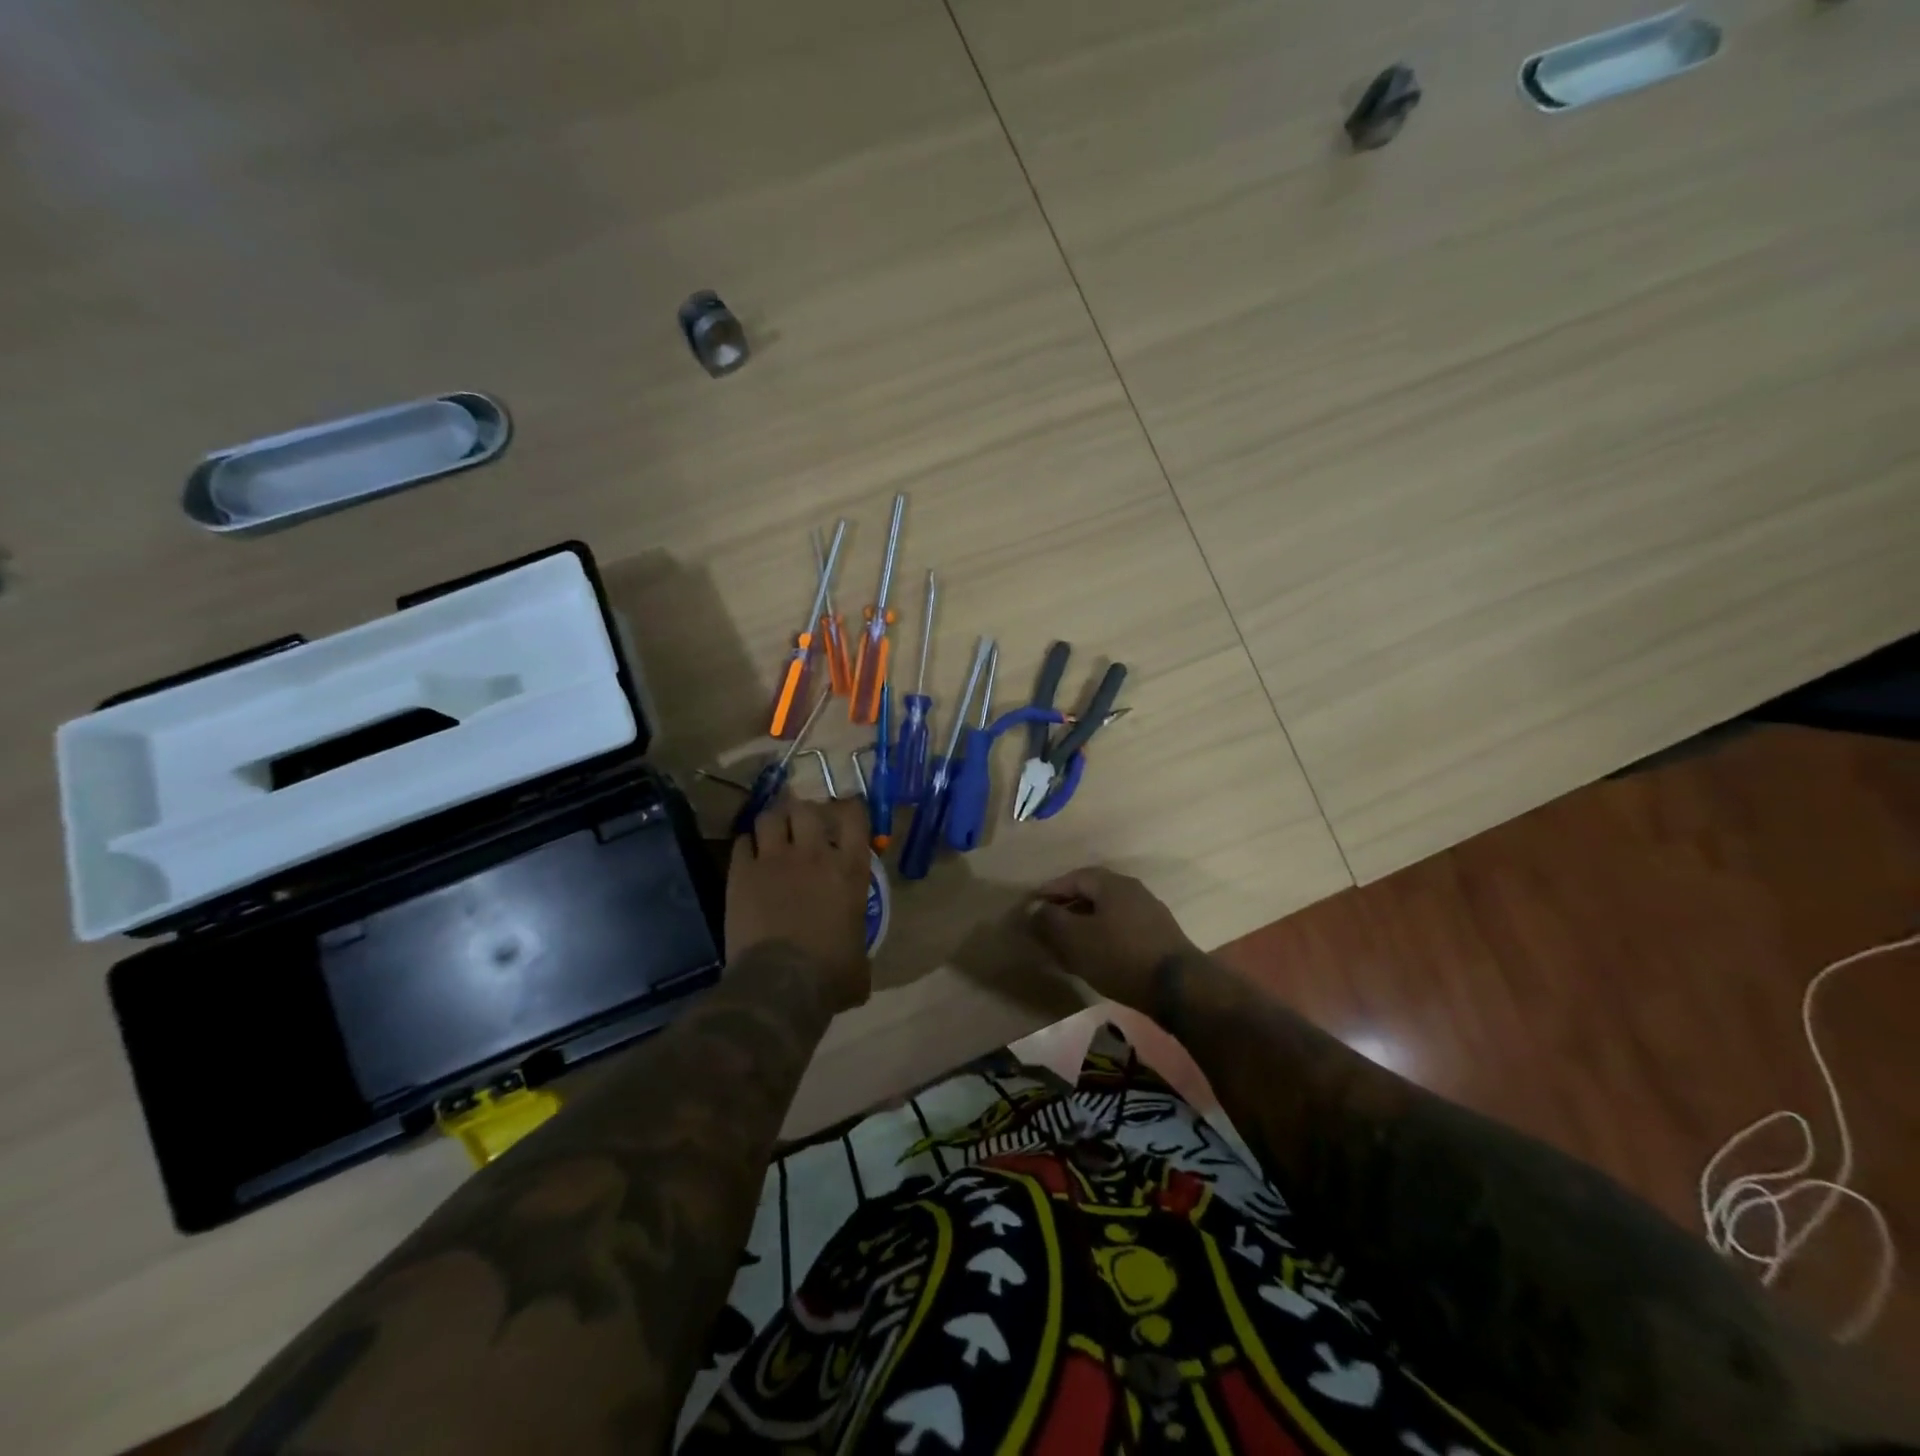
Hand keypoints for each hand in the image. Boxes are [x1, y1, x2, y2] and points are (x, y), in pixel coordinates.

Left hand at [726, 793, 872, 1014]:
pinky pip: (742, 842)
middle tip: (803, 825)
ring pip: (770, 817)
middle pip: (807, 809)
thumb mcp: (860, 958)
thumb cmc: (830, 975)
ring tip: (774, 832)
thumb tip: (855, 957)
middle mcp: (814, 854)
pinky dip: (747, 845)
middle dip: (805, 813)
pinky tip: (750, 856)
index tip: (847, 811)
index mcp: (849, 869)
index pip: (855, 817)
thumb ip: (858, 942)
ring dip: (774, 822)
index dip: (850, 807)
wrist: (781, 984)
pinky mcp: (742, 873)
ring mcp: (775, 860)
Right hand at [1027, 867, 1199, 1009]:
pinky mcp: (1159, 937)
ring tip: (1067, 945)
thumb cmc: (1120, 956)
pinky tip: (1095, 957)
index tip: (1032, 905)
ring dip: (1084, 925)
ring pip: (1107, 913)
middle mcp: (1133, 891)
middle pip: (1092, 894)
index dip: (1050, 890)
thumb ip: (1050, 921)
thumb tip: (1034, 909)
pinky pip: (1121, 929)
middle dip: (1067, 908)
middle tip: (1047, 925)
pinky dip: (1102, 937)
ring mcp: (1149, 913)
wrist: (1178, 987)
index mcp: (1112, 884)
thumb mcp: (1075, 939)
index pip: (1074, 878)